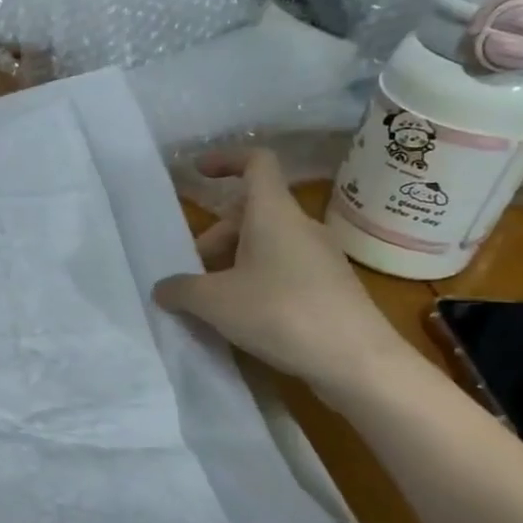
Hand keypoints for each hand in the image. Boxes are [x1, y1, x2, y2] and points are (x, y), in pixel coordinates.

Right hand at [152, 149, 416, 395]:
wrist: (359, 362)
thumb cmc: (281, 314)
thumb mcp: (214, 302)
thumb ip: (180, 289)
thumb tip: (163, 288)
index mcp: (273, 214)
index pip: (256, 163)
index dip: (225, 159)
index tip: (196, 172)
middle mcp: (299, 227)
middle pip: (249, 213)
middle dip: (213, 236)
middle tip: (190, 270)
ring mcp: (319, 258)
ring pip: (265, 243)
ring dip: (232, 262)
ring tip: (210, 299)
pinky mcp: (329, 287)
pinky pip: (282, 269)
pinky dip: (254, 280)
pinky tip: (241, 316)